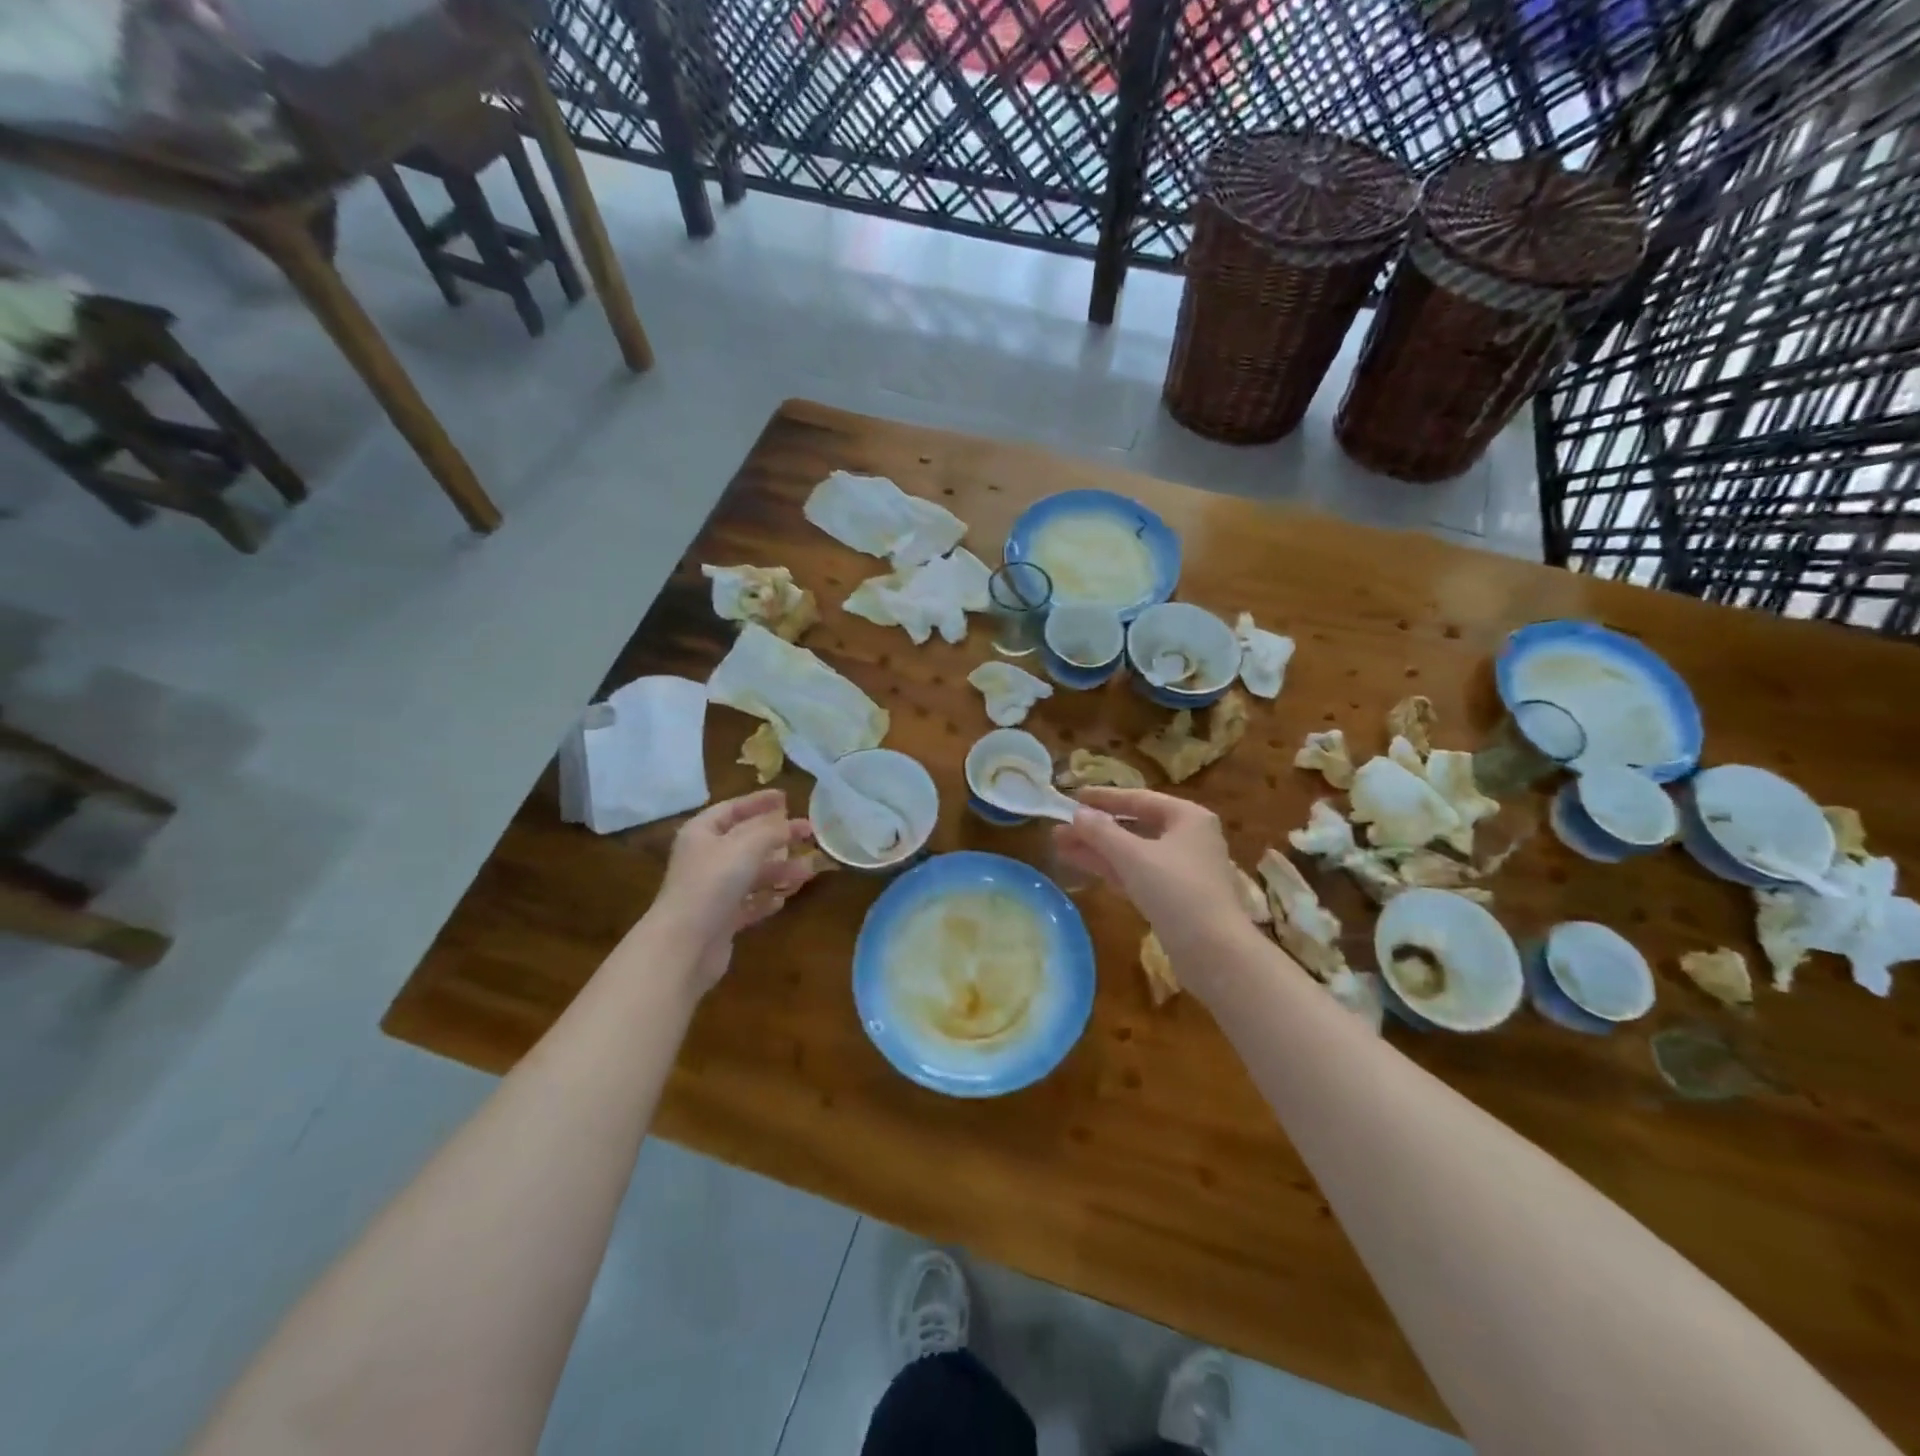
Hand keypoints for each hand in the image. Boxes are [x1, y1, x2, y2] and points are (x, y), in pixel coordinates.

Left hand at [655, 790, 819, 992]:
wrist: (685, 944)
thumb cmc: (713, 882)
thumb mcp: (747, 845)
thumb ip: (772, 830)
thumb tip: (790, 824)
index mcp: (702, 833)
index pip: (733, 808)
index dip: (759, 801)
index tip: (787, 797)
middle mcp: (705, 858)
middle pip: (746, 841)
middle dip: (778, 838)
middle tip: (809, 833)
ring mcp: (711, 891)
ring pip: (751, 874)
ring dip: (780, 870)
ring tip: (809, 871)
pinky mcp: (720, 920)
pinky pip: (748, 904)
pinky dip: (765, 899)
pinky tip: (782, 900)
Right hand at [1052, 787, 1254, 996]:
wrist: (1214, 953)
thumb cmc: (1177, 891)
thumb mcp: (1133, 856)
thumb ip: (1102, 832)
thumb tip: (1077, 814)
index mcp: (1187, 817)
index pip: (1139, 798)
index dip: (1104, 798)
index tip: (1073, 797)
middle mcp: (1188, 838)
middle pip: (1134, 826)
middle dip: (1095, 828)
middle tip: (1059, 828)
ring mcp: (1182, 870)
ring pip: (1133, 853)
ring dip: (1098, 849)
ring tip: (1059, 846)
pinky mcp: (1175, 898)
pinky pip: (1137, 874)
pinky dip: (1112, 869)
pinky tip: (1083, 866)